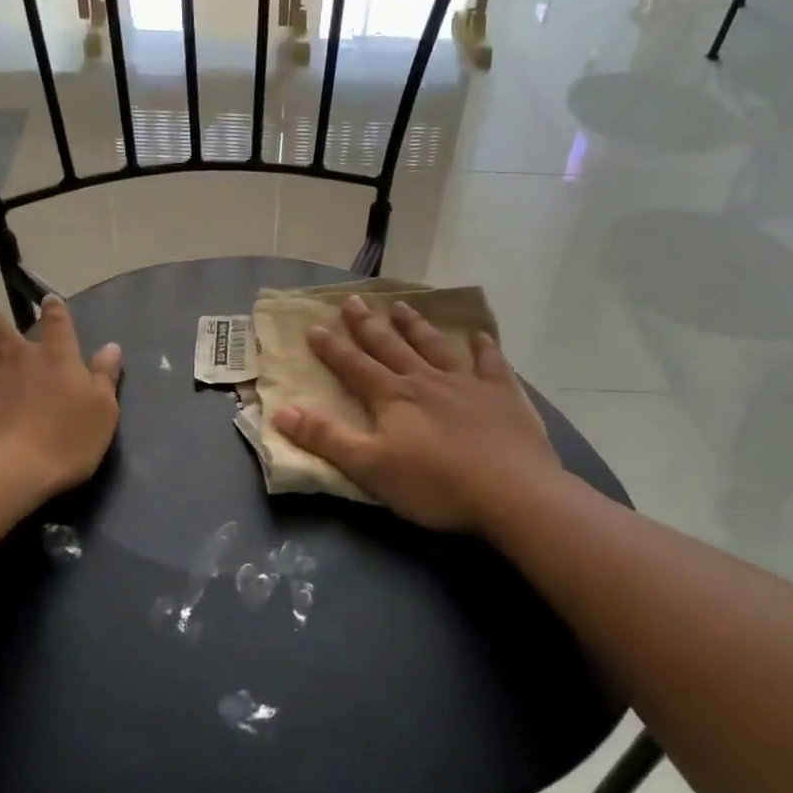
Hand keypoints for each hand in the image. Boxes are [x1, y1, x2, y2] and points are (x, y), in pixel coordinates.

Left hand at [0, 298, 122, 500]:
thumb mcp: (102, 412)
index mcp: (54, 355)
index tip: (50, 304)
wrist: (2, 472)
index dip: (53, 309)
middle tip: (2, 336)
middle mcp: (12, 355)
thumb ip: (105, 376)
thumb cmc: (63, 440)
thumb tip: (111, 346)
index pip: (55, 319)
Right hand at [271, 297, 561, 532]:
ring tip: (402, 306)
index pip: (354, 367)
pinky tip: (479, 335)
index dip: (332, 349)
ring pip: (435, 346)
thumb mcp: (369, 467)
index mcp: (393, 398)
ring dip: (416, 326)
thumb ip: (327, 438)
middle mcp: (426, 380)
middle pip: (391, 347)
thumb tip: (281, 411)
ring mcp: (467, 384)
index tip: (314, 327)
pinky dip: (483, 347)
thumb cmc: (434, 484)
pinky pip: (490, 363)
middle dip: (368, 325)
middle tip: (352, 301)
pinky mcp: (502, 395)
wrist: (511, 491)